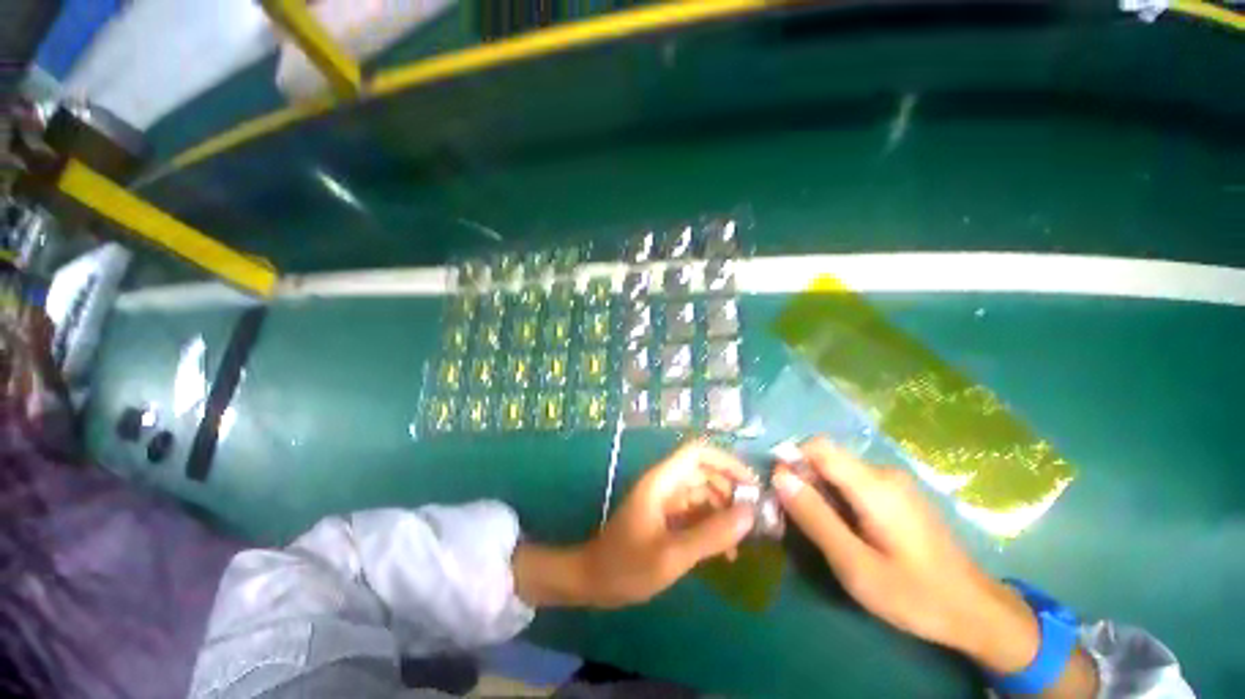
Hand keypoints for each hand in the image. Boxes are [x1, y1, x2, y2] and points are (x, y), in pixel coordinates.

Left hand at [515, 441, 756, 609]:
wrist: (593, 581)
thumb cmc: (627, 565)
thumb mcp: (673, 554)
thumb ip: (711, 534)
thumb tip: (750, 514)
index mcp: (663, 481)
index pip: (697, 452)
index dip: (726, 461)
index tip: (751, 484)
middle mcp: (665, 484)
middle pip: (704, 472)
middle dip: (730, 490)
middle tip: (753, 518)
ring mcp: (665, 501)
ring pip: (702, 494)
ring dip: (723, 512)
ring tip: (742, 541)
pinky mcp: (666, 518)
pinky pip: (695, 513)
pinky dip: (712, 526)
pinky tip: (725, 552)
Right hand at [772, 438, 1039, 674]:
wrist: (978, 613)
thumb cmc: (916, 595)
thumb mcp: (856, 565)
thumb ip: (815, 517)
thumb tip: (779, 475)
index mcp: (874, 485)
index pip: (818, 446)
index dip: (791, 459)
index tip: (779, 490)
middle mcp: (883, 473)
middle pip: (826, 459)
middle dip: (803, 481)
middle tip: (794, 519)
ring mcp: (894, 483)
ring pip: (838, 472)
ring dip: (818, 492)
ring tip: (819, 530)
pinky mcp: (897, 495)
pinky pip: (854, 483)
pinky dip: (836, 498)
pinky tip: (844, 530)